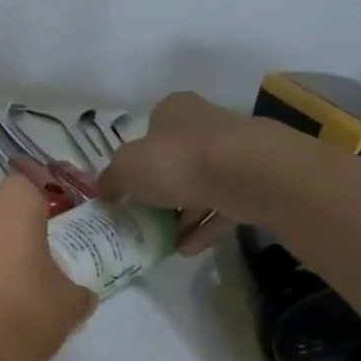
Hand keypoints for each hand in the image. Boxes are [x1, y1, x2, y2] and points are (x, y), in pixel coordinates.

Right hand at [100, 93, 277, 254]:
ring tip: (162, 242)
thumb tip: (105, 190)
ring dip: (181, 215)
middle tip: (141, 218)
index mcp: (174, 111)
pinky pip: (222, 207)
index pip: (150, 130)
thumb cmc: (177, 161)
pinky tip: (186, 249)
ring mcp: (234, 152)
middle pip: (175, 160)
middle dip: (159, 192)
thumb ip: (111, 180)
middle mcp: (206, 125)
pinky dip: (204, 228)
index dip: (135, 159)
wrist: (248, 174)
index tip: (126, 188)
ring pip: (200, 186)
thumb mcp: (125, 169)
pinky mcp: (255, 180)